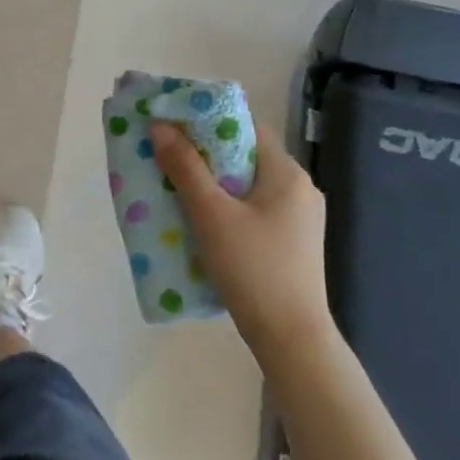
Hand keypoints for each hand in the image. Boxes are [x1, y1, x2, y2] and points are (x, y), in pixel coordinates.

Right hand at [151, 120, 332, 350]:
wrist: (292, 339)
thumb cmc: (253, 269)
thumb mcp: (211, 215)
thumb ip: (185, 168)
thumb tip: (160, 127)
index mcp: (287, 173)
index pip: (246, 127)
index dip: (209, 120)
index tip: (173, 123)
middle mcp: (299, 188)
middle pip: (245, 155)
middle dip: (204, 153)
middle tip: (166, 155)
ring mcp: (299, 217)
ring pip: (247, 184)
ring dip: (213, 182)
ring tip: (176, 186)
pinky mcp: (292, 242)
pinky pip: (253, 208)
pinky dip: (226, 205)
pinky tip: (201, 220)